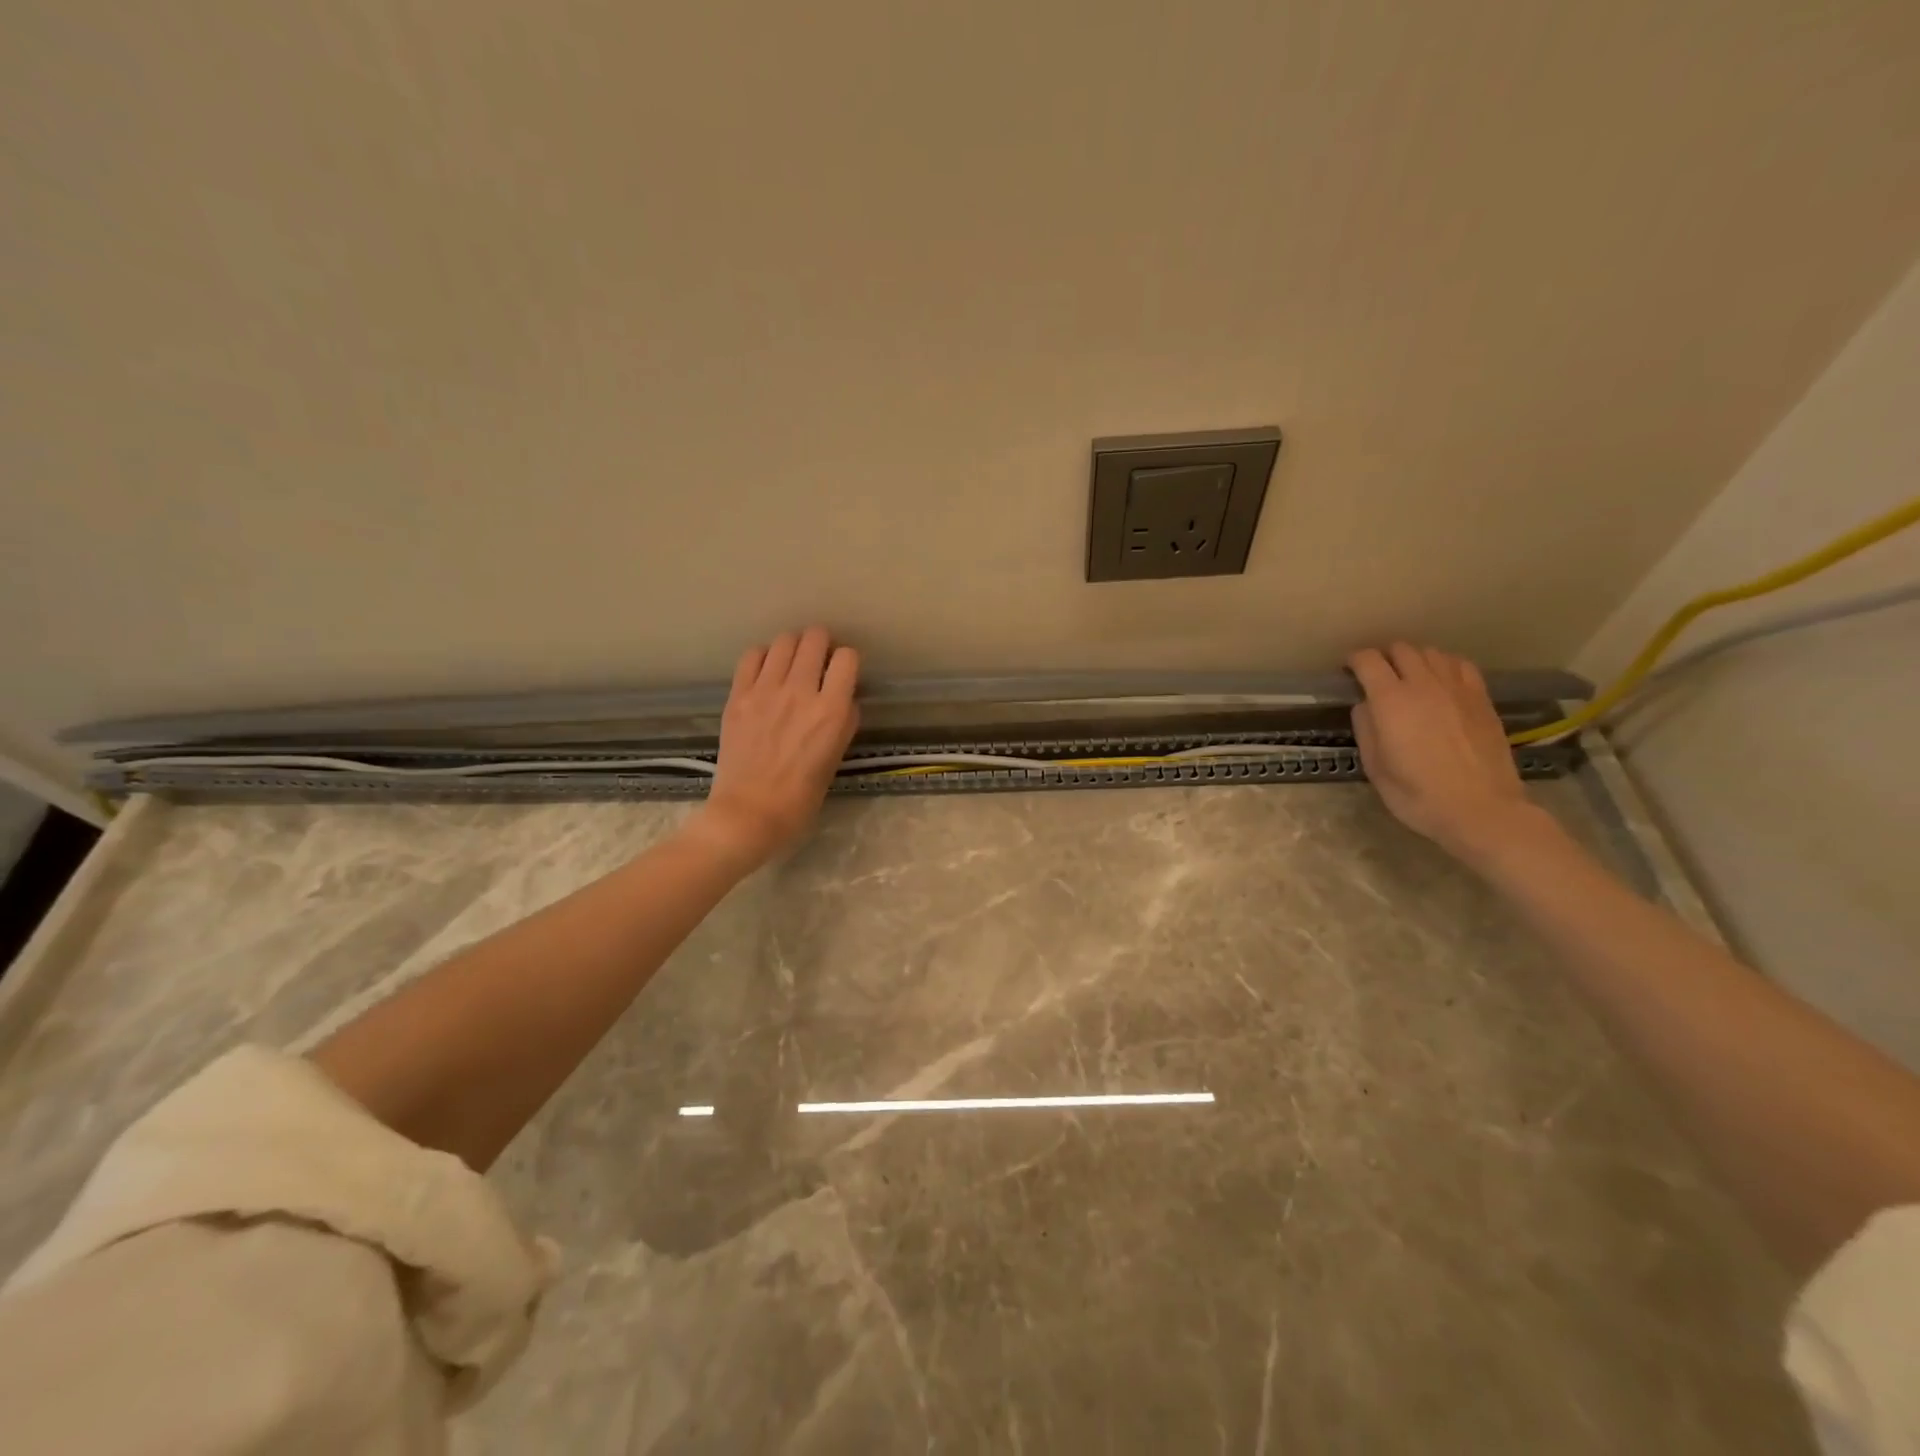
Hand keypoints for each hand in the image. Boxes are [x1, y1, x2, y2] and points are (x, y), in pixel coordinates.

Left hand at [692, 627, 859, 866]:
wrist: (748, 813)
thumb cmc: (800, 798)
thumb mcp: (835, 758)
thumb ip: (843, 722)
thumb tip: (843, 699)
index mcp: (832, 711)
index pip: (847, 658)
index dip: (847, 662)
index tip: (842, 673)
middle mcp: (801, 692)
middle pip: (815, 639)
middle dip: (821, 644)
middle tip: (818, 659)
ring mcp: (766, 690)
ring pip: (784, 641)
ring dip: (793, 646)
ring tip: (792, 662)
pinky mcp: (738, 695)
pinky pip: (752, 656)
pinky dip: (763, 656)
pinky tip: (766, 670)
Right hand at [1347, 643, 1537, 859]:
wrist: (1481, 809)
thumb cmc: (1417, 795)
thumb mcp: (1375, 767)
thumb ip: (1366, 729)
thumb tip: (1366, 706)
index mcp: (1391, 701)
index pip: (1368, 661)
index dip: (1354, 660)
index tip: (1347, 671)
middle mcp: (1424, 684)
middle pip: (1401, 649)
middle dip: (1384, 657)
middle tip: (1377, 675)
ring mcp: (1457, 688)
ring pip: (1432, 652)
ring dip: (1414, 659)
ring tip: (1409, 676)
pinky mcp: (1481, 698)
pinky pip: (1460, 665)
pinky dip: (1445, 665)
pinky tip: (1441, 681)